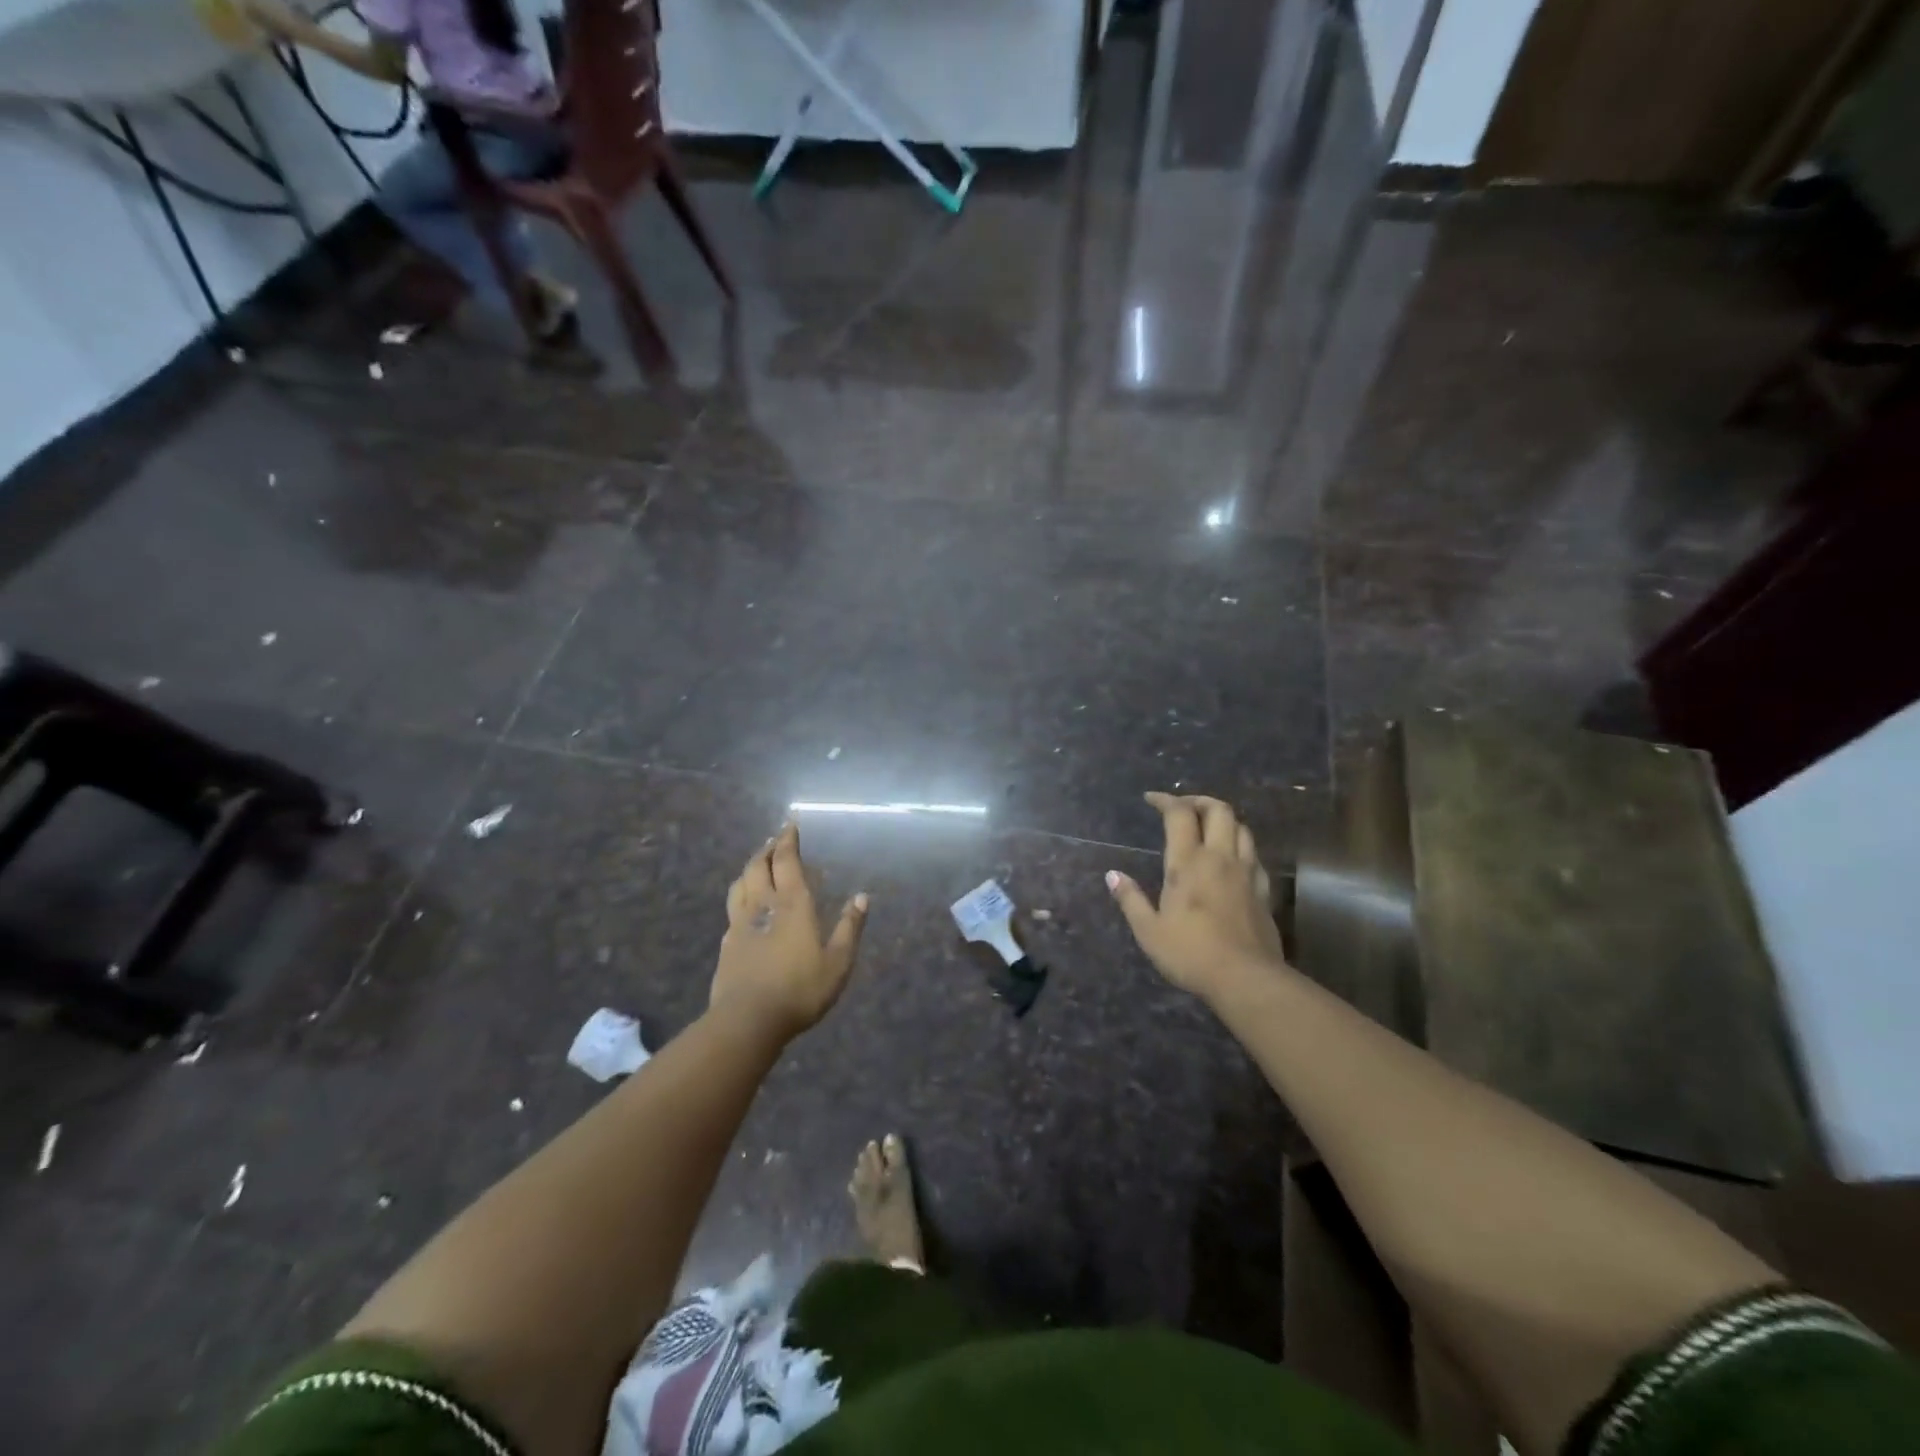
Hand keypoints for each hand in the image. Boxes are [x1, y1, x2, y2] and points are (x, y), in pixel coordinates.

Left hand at [711, 823, 868, 1038]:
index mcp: (792, 904)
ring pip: (740, 884)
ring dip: (749, 869)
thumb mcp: (838, 962)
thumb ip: (849, 927)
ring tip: (757, 865)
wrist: (748, 1020)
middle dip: (767, 849)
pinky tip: (745, 907)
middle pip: (758, 866)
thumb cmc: (800, 989)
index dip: (788, 840)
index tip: (790, 825)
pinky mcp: (727, 944)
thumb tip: (862, 897)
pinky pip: (732, 909)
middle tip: (775, 841)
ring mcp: (739, 924)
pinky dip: (740, 897)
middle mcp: (763, 905)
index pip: (786, 861)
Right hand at [1107, 792, 1287, 1003]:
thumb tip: (1112, 875)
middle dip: (1199, 801)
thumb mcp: (1149, 930)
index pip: (1179, 814)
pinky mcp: (1264, 890)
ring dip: (1224, 820)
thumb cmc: (1190, 953)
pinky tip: (1232, 860)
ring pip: (1242, 828)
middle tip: (1183, 808)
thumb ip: (1131, 899)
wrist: (1246, 978)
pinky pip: (1254, 855)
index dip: (1165, 800)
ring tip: (1208, 828)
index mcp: (1188, 861)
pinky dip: (1240, 846)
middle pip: (1219, 809)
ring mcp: (1247, 872)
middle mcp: (1220, 857)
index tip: (1151, 798)